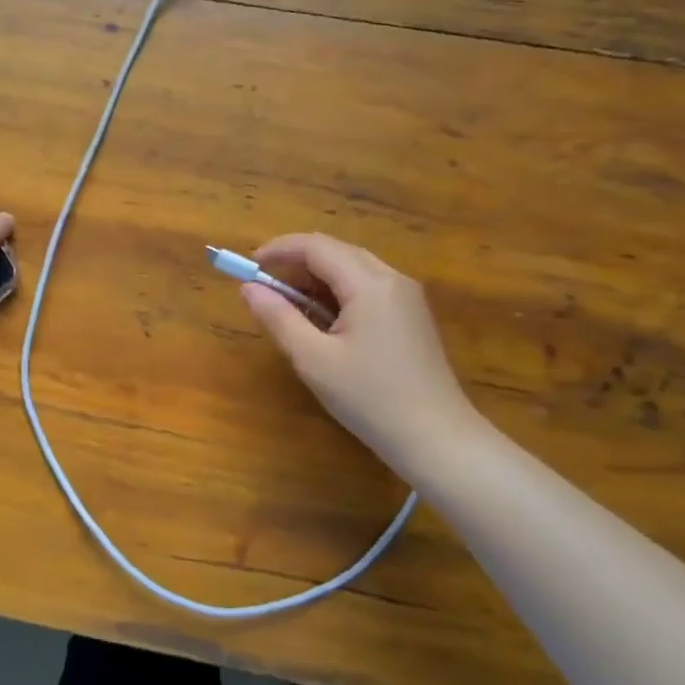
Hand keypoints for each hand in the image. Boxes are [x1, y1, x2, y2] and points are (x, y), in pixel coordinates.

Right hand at [238, 233, 480, 472]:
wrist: (436, 438)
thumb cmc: (370, 398)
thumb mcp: (313, 360)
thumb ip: (278, 318)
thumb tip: (248, 288)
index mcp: (369, 284)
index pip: (316, 246)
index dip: (278, 250)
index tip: (248, 266)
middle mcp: (392, 279)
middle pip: (336, 252)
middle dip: (296, 263)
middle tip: (265, 289)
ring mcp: (406, 297)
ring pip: (352, 268)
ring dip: (316, 279)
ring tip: (289, 308)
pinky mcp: (411, 316)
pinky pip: (367, 287)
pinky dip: (337, 293)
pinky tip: (324, 322)